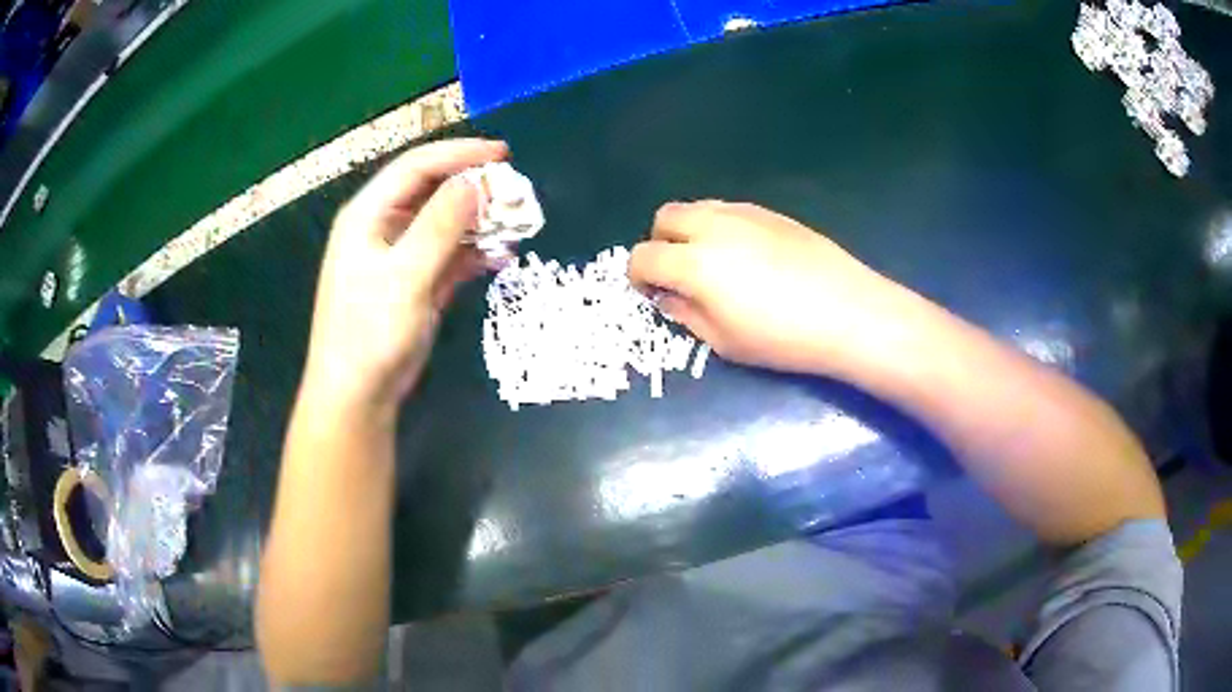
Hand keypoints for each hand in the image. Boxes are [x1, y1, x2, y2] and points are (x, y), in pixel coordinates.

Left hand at [302, 139, 507, 412]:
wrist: (358, 395)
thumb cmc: (370, 333)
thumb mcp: (405, 275)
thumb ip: (440, 225)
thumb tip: (477, 182)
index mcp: (368, 214)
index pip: (417, 167)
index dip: (459, 155)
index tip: (503, 155)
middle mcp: (383, 227)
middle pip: (433, 191)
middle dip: (474, 188)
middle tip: (515, 192)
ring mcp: (400, 256)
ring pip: (445, 223)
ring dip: (479, 221)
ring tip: (516, 224)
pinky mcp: (415, 282)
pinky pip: (450, 255)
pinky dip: (474, 253)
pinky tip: (501, 257)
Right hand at [628, 201, 905, 375]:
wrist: (848, 312)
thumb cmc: (783, 338)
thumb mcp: (724, 342)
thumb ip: (686, 314)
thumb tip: (667, 297)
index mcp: (694, 263)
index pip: (643, 256)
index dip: (638, 276)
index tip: (650, 292)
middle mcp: (713, 227)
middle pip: (665, 217)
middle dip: (660, 242)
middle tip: (677, 272)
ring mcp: (744, 213)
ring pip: (698, 207)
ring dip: (689, 230)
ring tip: (711, 262)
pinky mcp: (771, 212)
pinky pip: (729, 209)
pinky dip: (720, 226)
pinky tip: (745, 255)